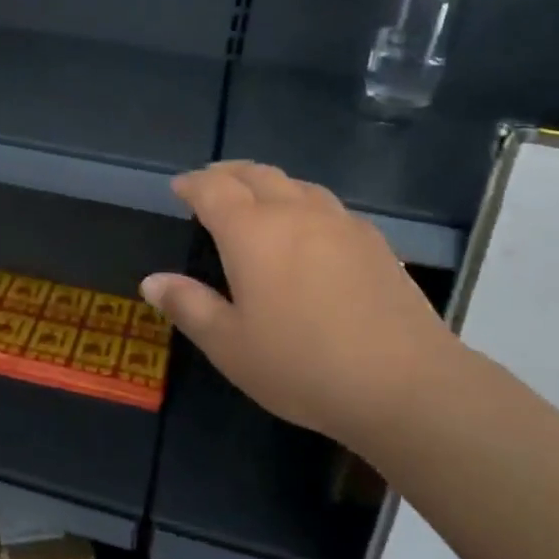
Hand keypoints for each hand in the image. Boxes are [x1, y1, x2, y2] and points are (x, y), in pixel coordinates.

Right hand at [140, 162, 468, 447]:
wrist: (406, 385)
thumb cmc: (302, 365)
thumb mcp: (229, 345)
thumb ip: (188, 306)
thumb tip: (151, 281)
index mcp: (252, 231)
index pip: (212, 188)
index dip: (191, 184)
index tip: (178, 188)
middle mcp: (295, 213)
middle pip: (256, 174)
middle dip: (227, 173)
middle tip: (210, 183)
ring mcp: (341, 223)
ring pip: (297, 184)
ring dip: (268, 184)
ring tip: (256, 200)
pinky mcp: (375, 242)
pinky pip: (328, 206)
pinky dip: (303, 203)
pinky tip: (308, 230)